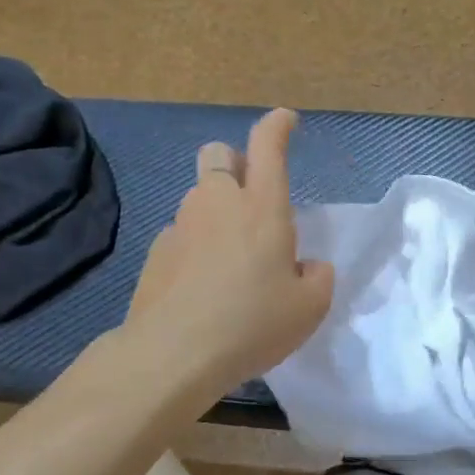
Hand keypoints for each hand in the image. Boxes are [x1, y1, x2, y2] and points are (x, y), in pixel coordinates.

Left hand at [128, 109, 333, 397]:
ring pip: (198, 196)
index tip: (286, 120)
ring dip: (217, 208)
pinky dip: (197, 244)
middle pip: (218, 155)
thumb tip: (306, 266)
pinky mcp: (156, 253)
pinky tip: (204, 283)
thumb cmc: (252, 323)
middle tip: (252, 195)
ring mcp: (181, 226)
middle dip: (235, 161)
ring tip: (232, 254)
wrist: (173, 354)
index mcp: (262, 208)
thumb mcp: (310, 307)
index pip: (267, 146)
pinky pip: (182, 233)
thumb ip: (317, 276)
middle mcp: (218, 204)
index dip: (278, 126)